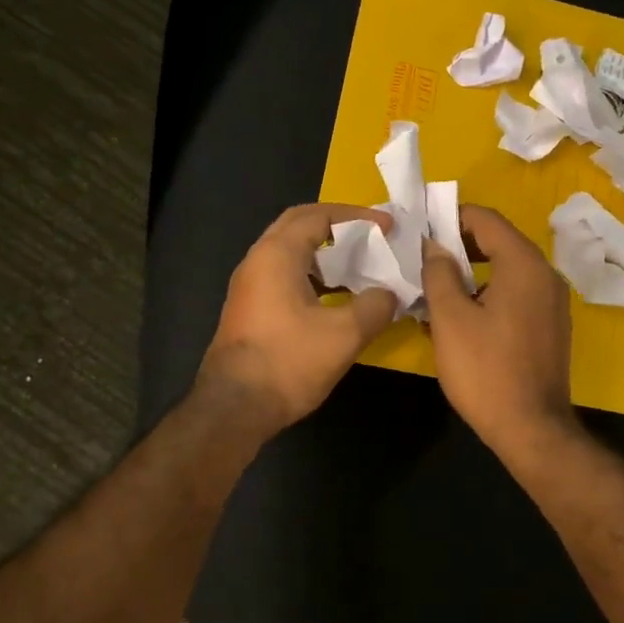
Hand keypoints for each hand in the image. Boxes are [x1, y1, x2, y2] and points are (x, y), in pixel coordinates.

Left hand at [197, 203, 398, 435]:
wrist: (235, 408)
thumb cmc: (288, 362)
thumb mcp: (345, 334)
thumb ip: (375, 306)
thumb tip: (389, 294)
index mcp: (276, 255)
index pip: (318, 215)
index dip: (356, 216)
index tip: (387, 226)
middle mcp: (257, 261)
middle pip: (299, 226)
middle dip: (337, 226)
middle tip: (371, 237)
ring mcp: (249, 286)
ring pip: (290, 253)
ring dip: (325, 253)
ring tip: (359, 266)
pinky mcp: (249, 309)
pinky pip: (284, 276)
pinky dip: (313, 276)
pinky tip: (336, 298)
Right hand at [420, 205, 573, 451]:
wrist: (530, 428)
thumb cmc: (485, 369)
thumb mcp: (450, 318)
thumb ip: (439, 273)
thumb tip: (434, 246)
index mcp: (524, 265)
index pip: (486, 219)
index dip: (451, 216)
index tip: (420, 227)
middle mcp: (545, 275)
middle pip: (498, 242)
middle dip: (458, 245)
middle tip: (422, 257)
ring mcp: (552, 303)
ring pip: (505, 271)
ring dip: (470, 273)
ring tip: (433, 289)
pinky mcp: (549, 327)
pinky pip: (514, 296)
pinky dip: (486, 295)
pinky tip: (457, 317)